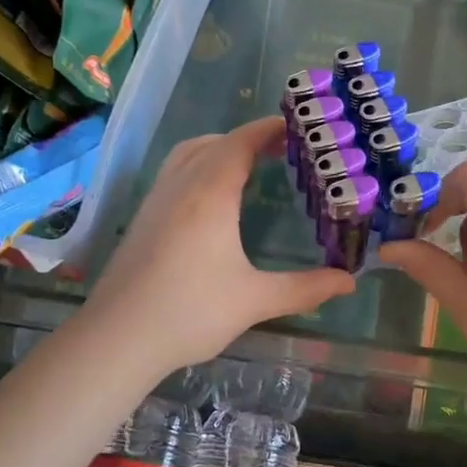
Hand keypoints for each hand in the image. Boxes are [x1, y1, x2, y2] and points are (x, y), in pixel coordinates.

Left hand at [86, 116, 354, 371]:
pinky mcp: (143, 217)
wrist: (116, 338)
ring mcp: (156, 199)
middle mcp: (181, 185)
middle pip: (215, 142)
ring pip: (188, 152)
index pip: (241, 142)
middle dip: (249, 138)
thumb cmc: (189, 313)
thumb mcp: (254, 301)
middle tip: (282, 149)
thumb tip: (349, 281)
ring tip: (248, 165)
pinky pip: (174, 171)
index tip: (297, 127)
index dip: (268, 129)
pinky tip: (211, 197)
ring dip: (219, 147)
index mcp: (210, 194)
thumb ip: (304, 288)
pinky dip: (199, 164)